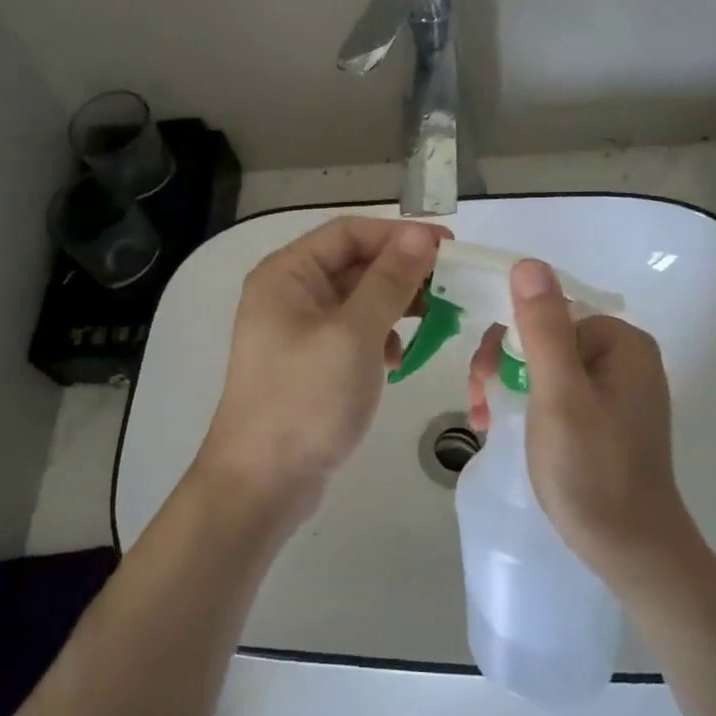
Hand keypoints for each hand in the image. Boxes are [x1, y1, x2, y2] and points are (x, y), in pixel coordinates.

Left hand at [197, 217, 448, 533]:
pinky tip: (397, 360)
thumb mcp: (354, 334)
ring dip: (395, 307)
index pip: (349, 233)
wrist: (263, 483)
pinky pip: (352, 334)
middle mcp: (289, 294)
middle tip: (452, 288)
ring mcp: (298, 331)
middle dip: (402, 273)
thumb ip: (389, 281)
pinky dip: (379, 339)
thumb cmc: (306, 400)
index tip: (449, 248)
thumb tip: (417, 235)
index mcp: (287, 274)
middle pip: (354, 265)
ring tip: (435, 323)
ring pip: (357, 301)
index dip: (399, 234)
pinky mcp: (311, 363)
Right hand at [466, 259, 698, 591]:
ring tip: (483, 420)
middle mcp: (623, 358)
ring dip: (508, 386)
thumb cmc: (591, 470)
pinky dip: (528, 404)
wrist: (631, 550)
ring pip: (545, 366)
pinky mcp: (607, 418)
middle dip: (503, 365)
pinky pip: (558, 392)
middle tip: (478, 405)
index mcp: (619, 342)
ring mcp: (617, 390)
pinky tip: (504, 427)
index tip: (481, 378)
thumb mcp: (559, 394)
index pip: (547, 312)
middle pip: (545, 337)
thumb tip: (528, 263)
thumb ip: (542, 328)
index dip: (506, 339)